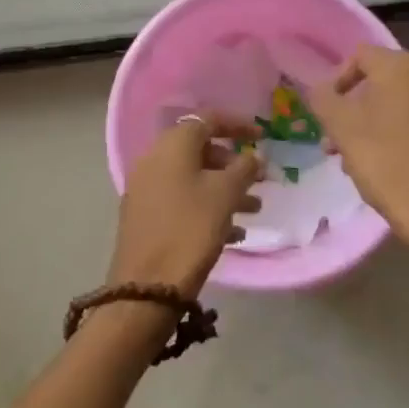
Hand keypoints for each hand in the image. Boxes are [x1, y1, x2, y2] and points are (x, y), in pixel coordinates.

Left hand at [110, 113, 264, 299]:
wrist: (147, 287)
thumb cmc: (191, 229)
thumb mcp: (226, 194)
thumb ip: (245, 168)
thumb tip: (253, 156)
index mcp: (172, 146)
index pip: (207, 120)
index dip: (238, 125)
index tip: (263, 136)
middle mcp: (154, 161)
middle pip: (199, 149)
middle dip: (233, 162)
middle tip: (259, 179)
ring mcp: (146, 190)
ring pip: (193, 178)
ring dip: (225, 188)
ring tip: (254, 209)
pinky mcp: (146, 217)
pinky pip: (182, 200)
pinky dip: (208, 206)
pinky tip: (233, 233)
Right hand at [310, 45, 408, 283]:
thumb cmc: (390, 168)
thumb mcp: (344, 132)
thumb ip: (324, 100)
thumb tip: (321, 89)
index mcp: (403, 68)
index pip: (360, 56)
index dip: (337, 82)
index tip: (327, 116)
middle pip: (383, 82)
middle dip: (356, 109)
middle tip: (338, 144)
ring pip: (404, 105)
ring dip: (379, 124)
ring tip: (364, 161)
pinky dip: (407, 136)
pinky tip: (397, 168)